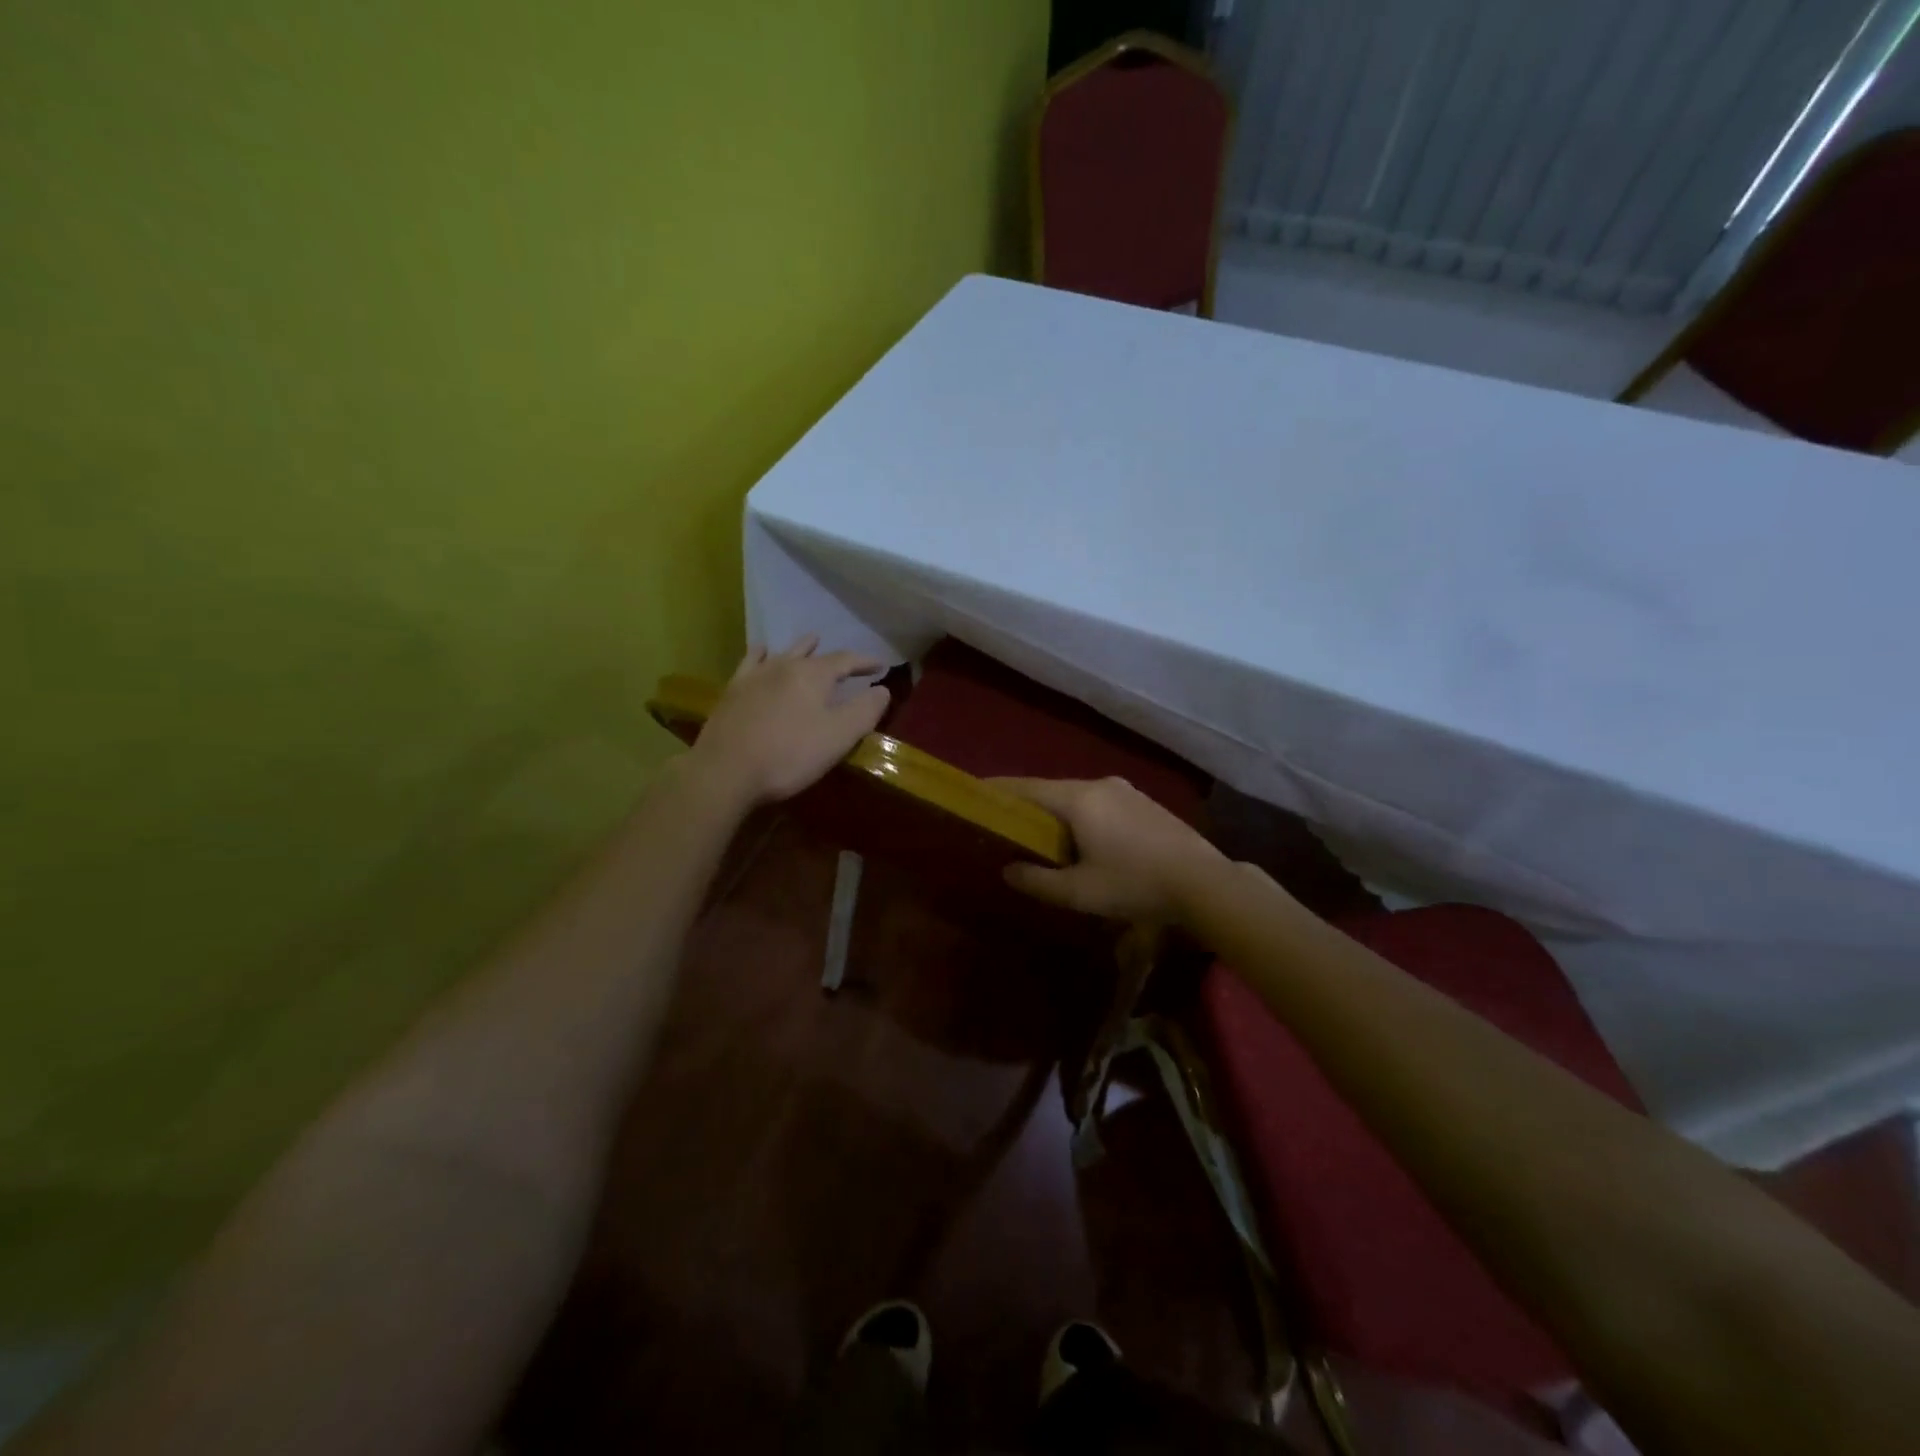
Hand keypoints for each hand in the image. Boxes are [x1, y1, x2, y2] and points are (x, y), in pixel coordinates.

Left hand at [691, 636, 889, 805]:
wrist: (726, 770)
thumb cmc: (790, 755)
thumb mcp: (839, 736)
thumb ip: (865, 710)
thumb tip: (883, 689)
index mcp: (814, 675)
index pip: (846, 660)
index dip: (865, 662)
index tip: (881, 666)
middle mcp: (784, 666)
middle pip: (813, 654)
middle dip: (833, 656)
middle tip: (846, 659)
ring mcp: (755, 676)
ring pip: (783, 653)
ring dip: (800, 647)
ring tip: (811, 641)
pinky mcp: (733, 691)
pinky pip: (750, 662)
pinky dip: (761, 653)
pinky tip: (761, 651)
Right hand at [990, 776, 1226, 924]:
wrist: (1204, 882)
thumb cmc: (1134, 884)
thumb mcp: (1079, 892)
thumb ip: (1038, 880)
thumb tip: (1008, 870)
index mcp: (1079, 799)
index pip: (1026, 788)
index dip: (999, 790)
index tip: (976, 793)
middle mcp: (1100, 785)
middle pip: (1051, 790)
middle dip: (1028, 805)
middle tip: (1006, 822)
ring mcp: (1126, 791)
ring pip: (1077, 796)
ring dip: (1057, 812)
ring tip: (1043, 835)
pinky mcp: (1145, 803)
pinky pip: (1100, 803)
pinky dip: (1082, 815)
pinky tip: (1085, 839)